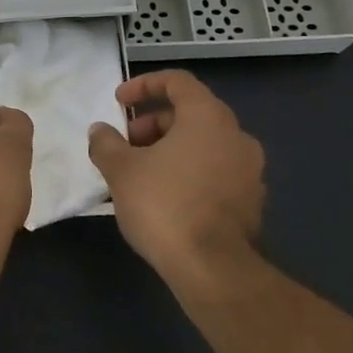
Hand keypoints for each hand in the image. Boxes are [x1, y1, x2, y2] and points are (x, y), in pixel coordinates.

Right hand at [86, 70, 265, 285]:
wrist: (213, 270)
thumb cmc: (164, 204)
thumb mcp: (120, 170)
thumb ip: (106, 143)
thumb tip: (100, 130)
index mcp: (208, 117)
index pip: (178, 81)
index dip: (144, 85)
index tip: (119, 101)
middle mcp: (236, 136)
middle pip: (191, 113)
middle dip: (153, 123)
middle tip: (126, 144)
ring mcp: (250, 171)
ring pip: (204, 144)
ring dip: (170, 148)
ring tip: (140, 172)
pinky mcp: (252, 202)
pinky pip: (215, 171)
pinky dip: (190, 172)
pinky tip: (165, 196)